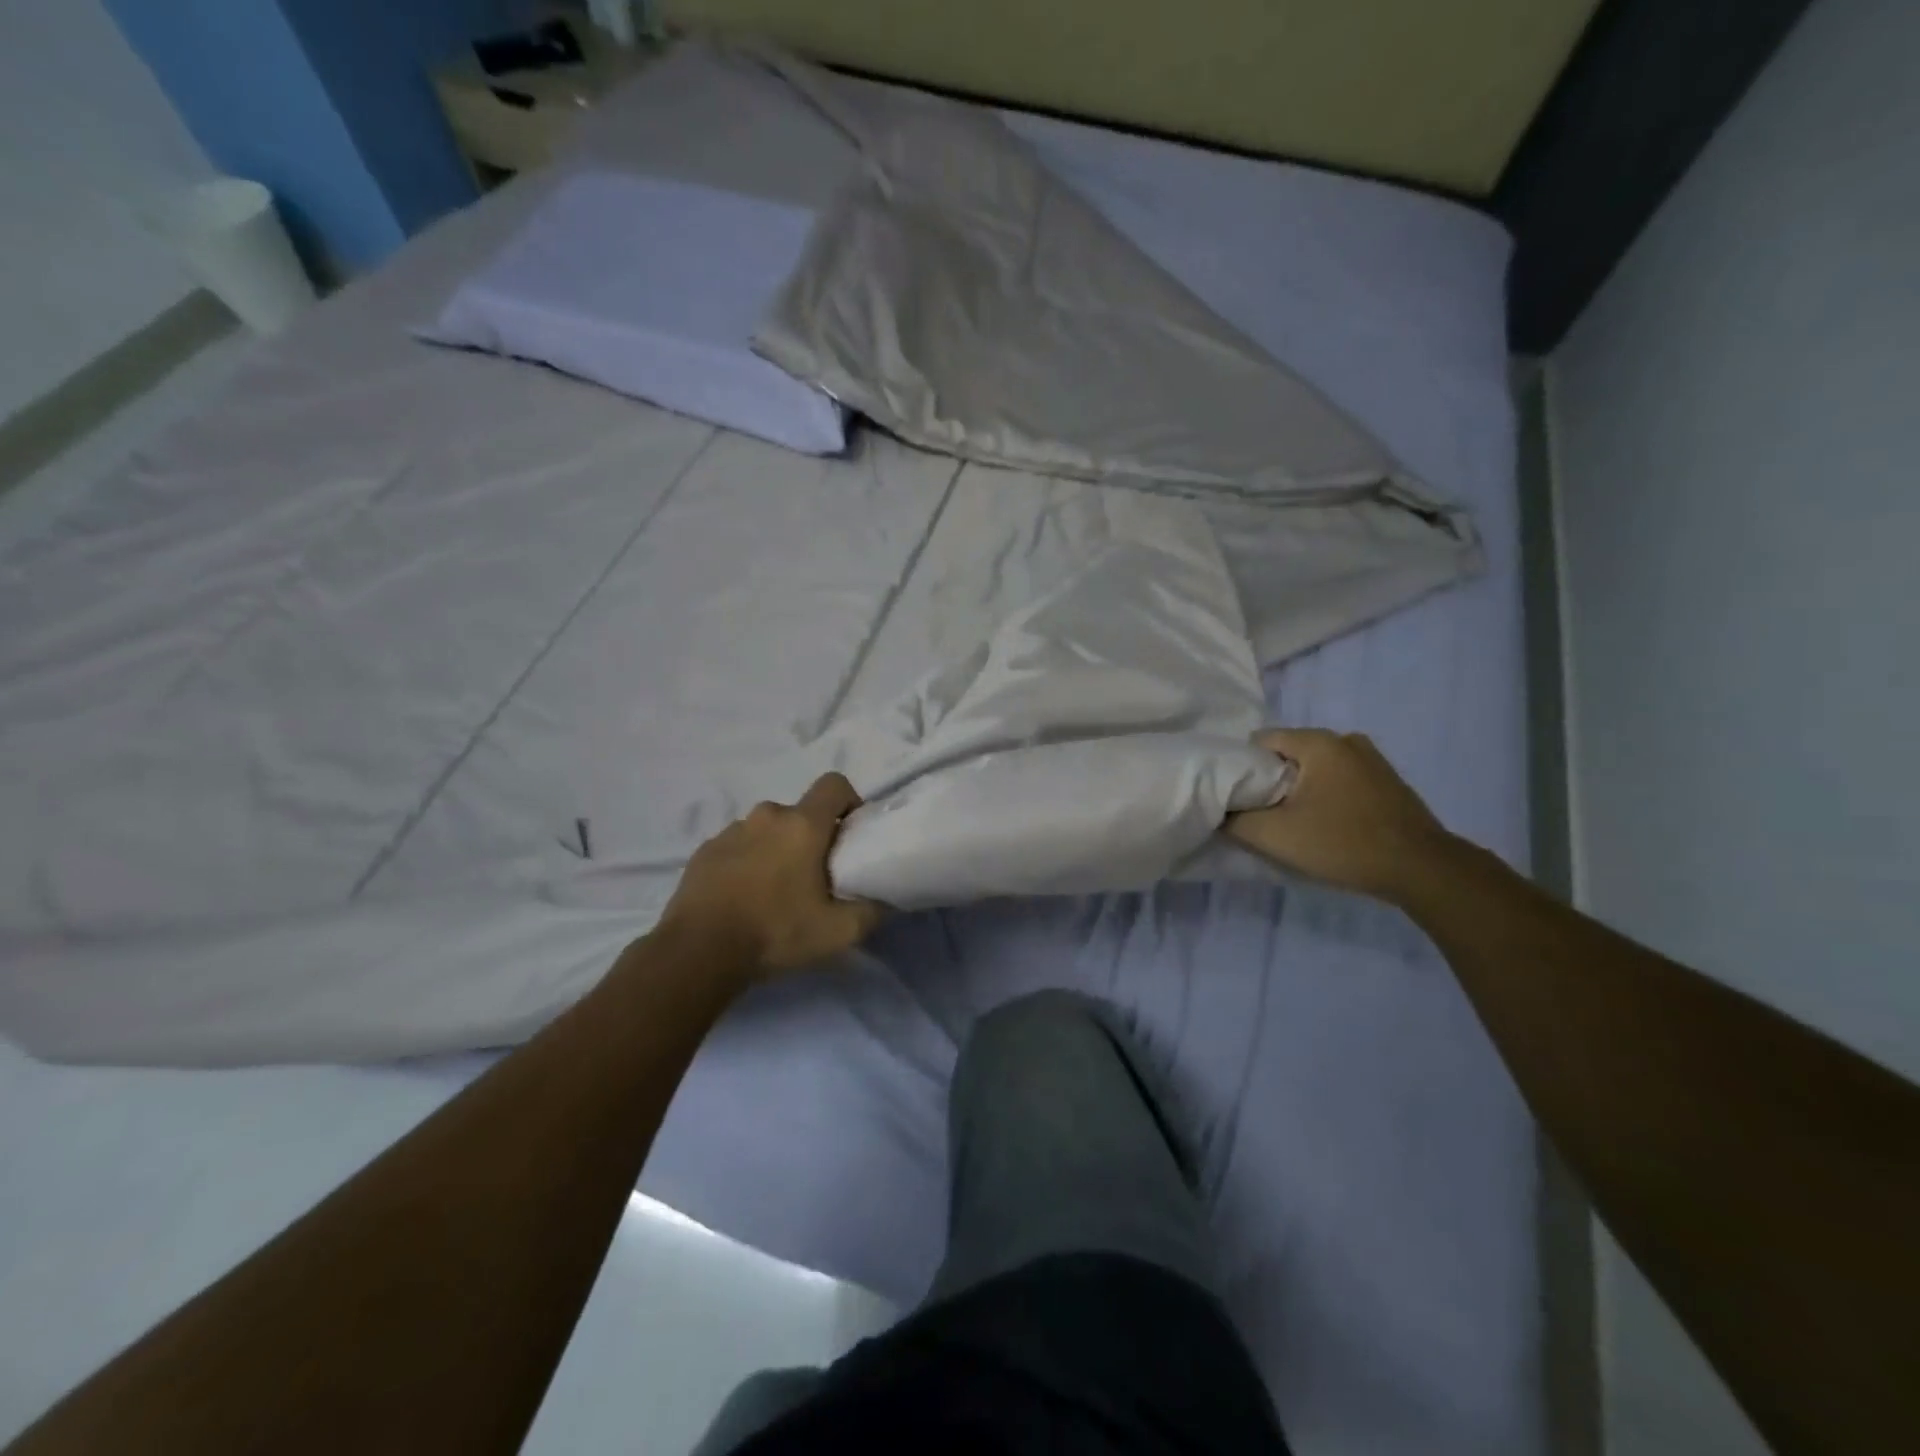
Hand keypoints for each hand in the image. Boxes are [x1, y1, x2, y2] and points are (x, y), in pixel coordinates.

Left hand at [658, 773, 883, 980]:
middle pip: (800, 813)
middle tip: (815, 876)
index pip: (834, 784)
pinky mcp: (704, 851)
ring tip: (775, 891)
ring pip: (767, 830)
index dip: (849, 802)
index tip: (850, 835)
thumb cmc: (775, 932)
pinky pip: (737, 847)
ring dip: (776, 849)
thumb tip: (884, 900)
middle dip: (812, 836)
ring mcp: (730, 831)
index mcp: (802, 825)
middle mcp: (767, 816)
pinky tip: (743, 898)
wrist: (698, 952)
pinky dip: (746, 863)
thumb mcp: (838, 932)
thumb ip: (871, 911)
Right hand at [1226, 729, 1452, 903]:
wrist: (1422, 869)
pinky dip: (1326, 796)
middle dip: (1272, 782)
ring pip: (1315, 768)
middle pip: (1288, 754)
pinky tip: (1328, 825)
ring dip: (1300, 791)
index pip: (1260, 741)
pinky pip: (1340, 779)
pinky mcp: (1387, 780)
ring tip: (1296, 823)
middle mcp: (1345, 739)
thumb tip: (1220, 812)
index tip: (1241, 800)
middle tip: (1265, 816)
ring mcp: (1372, 758)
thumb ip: (1235, 819)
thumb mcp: (1275, 835)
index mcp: (1318, 742)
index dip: (1243, 770)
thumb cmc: (1343, 843)